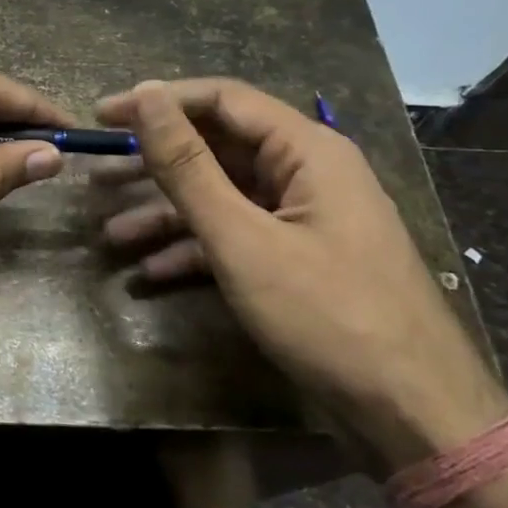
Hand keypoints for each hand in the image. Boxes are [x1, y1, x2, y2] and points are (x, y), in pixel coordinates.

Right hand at [95, 79, 507, 469]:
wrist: (411, 413)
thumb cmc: (325, 314)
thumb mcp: (242, 238)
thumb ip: (188, 166)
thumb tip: (147, 94)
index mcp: (306, 150)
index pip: (221, 100)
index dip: (158, 102)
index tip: (102, 118)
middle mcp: (307, 173)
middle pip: (218, 149)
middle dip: (154, 164)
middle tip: (97, 175)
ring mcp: (304, 219)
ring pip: (222, 198)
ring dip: (166, 214)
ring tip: (111, 232)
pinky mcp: (298, 260)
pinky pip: (237, 237)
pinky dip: (195, 249)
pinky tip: (150, 273)